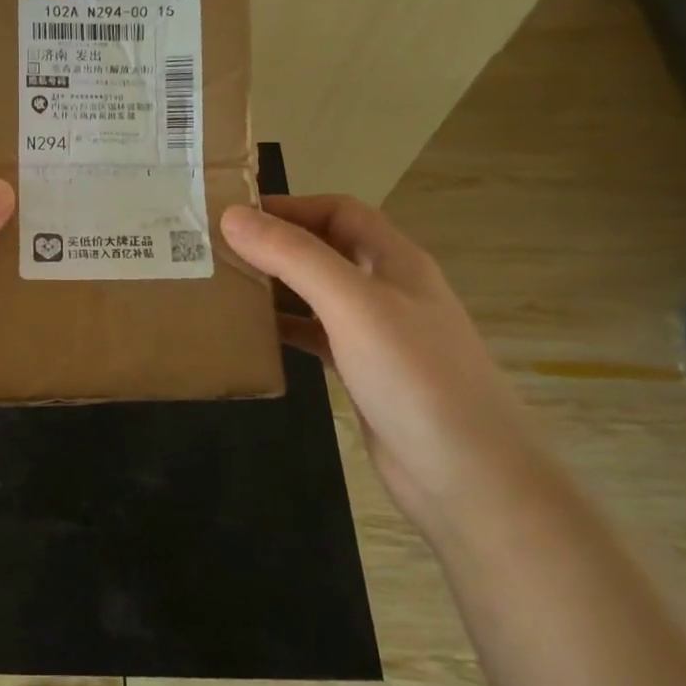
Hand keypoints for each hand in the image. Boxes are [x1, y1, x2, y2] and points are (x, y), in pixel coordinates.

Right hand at [220, 196, 533, 531]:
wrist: (468, 479)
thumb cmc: (415, 378)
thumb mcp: (353, 305)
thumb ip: (294, 257)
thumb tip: (233, 215)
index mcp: (395, 261)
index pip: (339, 212)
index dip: (290, 206)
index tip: (234, 214)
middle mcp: (387, 290)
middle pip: (326, 249)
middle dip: (276, 243)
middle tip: (217, 249)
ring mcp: (377, 334)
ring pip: (318, 293)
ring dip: (276, 285)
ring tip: (224, 286)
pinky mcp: (364, 372)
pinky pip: (316, 335)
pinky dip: (285, 327)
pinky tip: (252, 334)